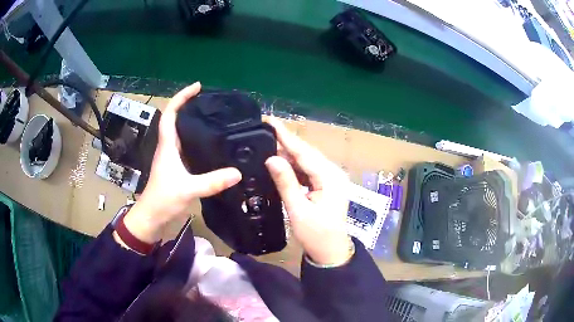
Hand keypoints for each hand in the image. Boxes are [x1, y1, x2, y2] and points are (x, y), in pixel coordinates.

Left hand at [122, 83, 241, 243]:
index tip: (197, 87)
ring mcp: (171, 157)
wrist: (152, 217)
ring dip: (193, 121)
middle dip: (189, 105)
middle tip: (210, 101)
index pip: (170, 114)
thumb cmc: (163, 199)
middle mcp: (168, 147)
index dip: (181, 97)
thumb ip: (212, 181)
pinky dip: (196, 139)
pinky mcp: (176, 167)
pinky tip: (210, 143)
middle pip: (176, 119)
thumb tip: (238, 172)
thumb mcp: (188, 189)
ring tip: (214, 117)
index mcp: (167, 145)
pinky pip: (186, 146)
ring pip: (181, 132)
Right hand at [265, 119, 350, 265]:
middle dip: (285, 142)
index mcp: (330, 178)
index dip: (286, 136)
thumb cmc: (316, 235)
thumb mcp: (298, 210)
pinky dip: (294, 167)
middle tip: (264, 131)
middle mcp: (333, 173)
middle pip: (306, 153)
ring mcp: (331, 178)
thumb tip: (271, 158)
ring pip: (306, 161)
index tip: (270, 121)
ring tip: (267, 145)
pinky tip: (280, 164)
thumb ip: (286, 182)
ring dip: (288, 155)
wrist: (330, 251)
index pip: (304, 152)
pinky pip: (308, 170)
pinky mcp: (326, 184)